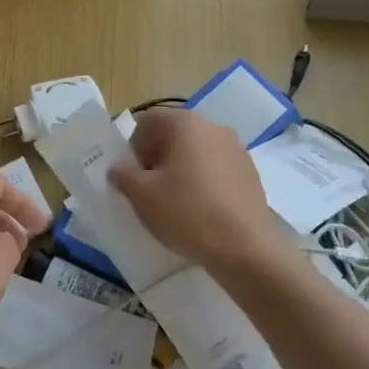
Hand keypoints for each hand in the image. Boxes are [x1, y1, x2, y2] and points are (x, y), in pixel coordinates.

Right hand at [107, 107, 291, 277]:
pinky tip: (201, 209)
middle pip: (174, 134)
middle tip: (150, 189)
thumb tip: (119, 167)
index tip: (133, 175)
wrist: (244, 247)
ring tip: (176, 202)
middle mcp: (212, 126)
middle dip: (157, 157)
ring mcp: (236, 148)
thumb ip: (123, 175)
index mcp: (185, 123)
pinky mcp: (250, 171)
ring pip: (197, 151)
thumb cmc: (186, 212)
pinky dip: (204, 180)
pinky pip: (217, 167)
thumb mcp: (142, 196)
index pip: (148, 121)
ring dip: (181, 168)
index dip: (134, 146)